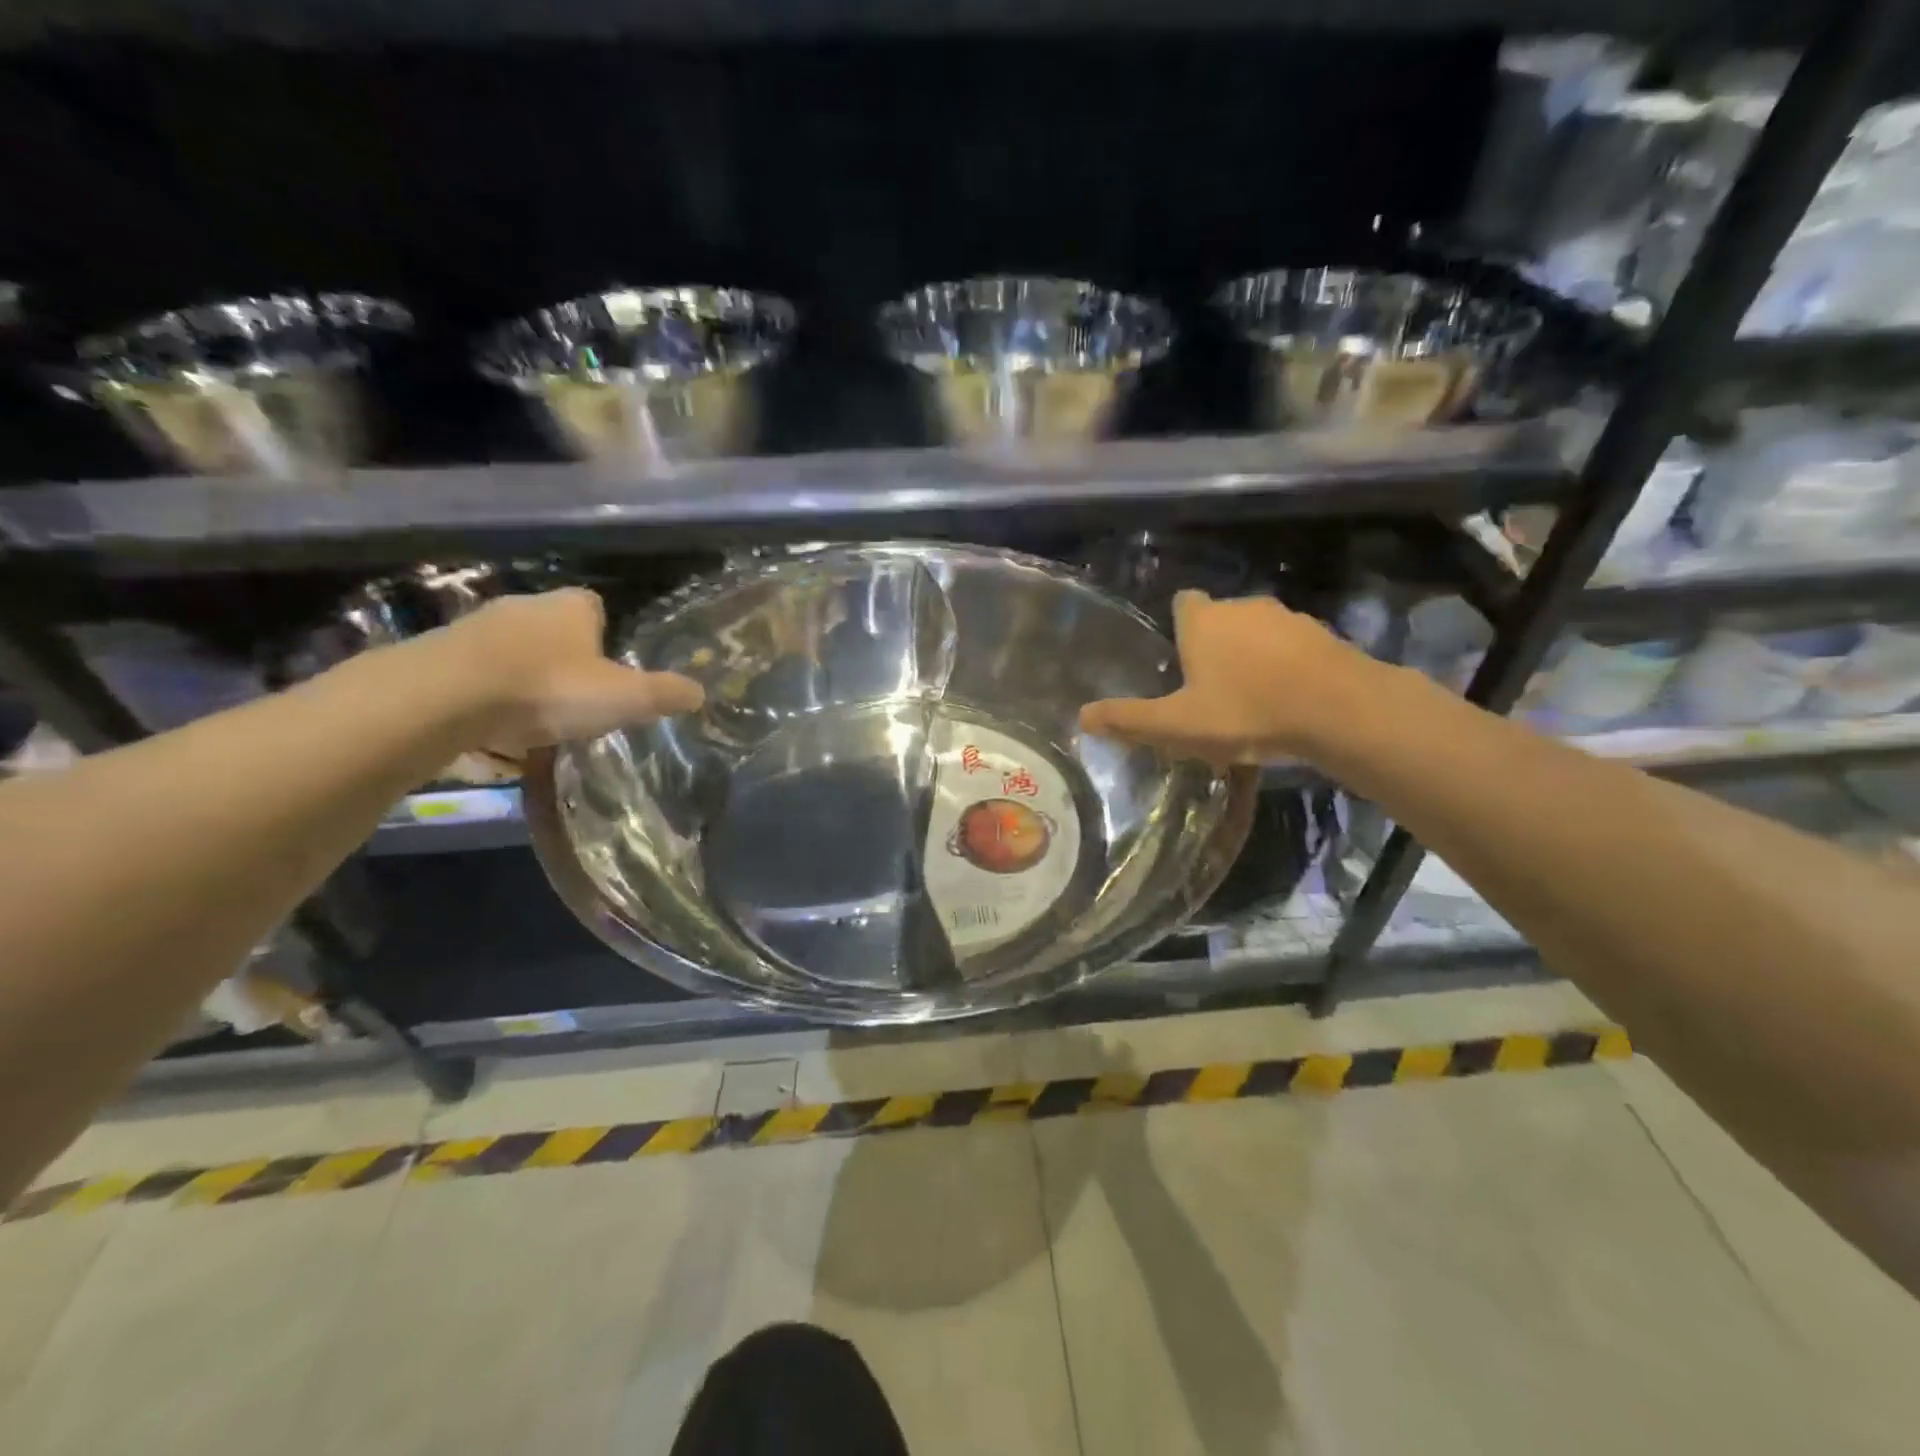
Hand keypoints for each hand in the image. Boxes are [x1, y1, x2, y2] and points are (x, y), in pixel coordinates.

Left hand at [436, 588, 704, 756]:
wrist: (445, 696)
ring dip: (525, 675)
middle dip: (566, 657)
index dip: (606, 633)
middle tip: (579, 697)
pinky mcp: (440, 653)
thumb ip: (663, 694)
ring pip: (514, 649)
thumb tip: (701, 692)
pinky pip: (477, 672)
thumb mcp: (623, 698)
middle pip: (553, 627)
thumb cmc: (549, 688)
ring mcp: (477, 626)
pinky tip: (494, 725)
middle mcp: (526, 605)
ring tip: (536, 717)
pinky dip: (488, 694)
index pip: (595, 605)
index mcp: (572, 607)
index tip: (610, 667)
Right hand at [1079, 591, 1374, 766]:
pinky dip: (1287, 665)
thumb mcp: (1177, 725)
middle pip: (1220, 618)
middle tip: (1208, 690)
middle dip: (1213, 645)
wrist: (1339, 710)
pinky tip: (1288, 700)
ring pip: (1258, 631)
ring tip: (1250, 699)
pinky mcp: (1323, 635)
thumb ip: (1129, 719)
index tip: (1179, 657)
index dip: (1179, 626)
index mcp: (1203, 621)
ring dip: (1252, 655)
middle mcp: (1243, 607)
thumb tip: (1081, 716)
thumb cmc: (1245, 712)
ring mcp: (1288, 617)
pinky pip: (1293, 647)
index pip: (1183, 603)